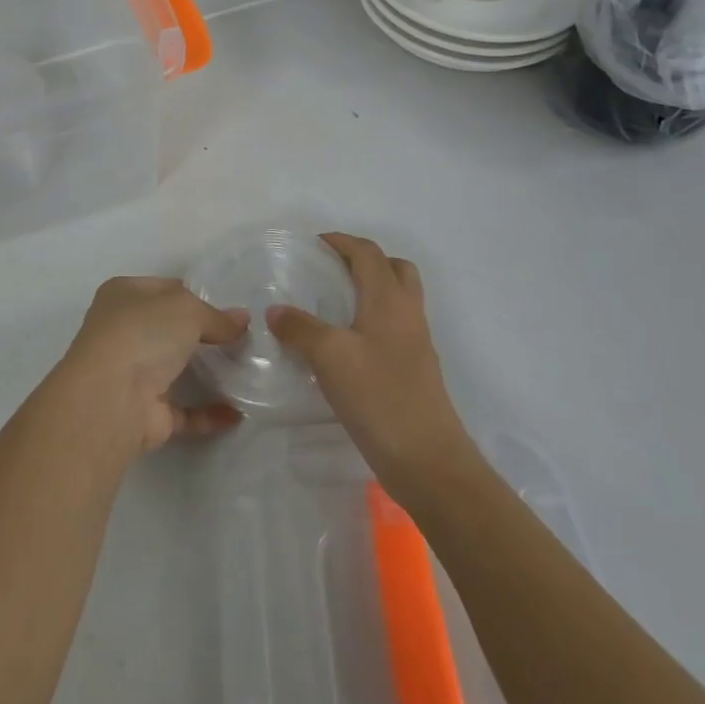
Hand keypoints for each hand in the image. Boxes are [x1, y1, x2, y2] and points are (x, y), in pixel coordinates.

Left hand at [59, 277, 249, 453]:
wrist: (111, 399)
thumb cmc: (142, 333)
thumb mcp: (187, 309)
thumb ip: (216, 316)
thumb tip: (242, 320)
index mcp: (123, 295)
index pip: (164, 289)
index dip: (195, 295)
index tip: (228, 307)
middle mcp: (123, 332)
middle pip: (170, 330)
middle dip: (203, 335)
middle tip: (243, 340)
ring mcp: (132, 375)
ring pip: (175, 370)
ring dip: (207, 374)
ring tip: (246, 372)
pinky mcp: (145, 414)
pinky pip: (184, 411)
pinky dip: (208, 413)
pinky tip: (237, 412)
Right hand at [267, 234, 475, 492]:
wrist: (429, 461)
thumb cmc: (379, 397)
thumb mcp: (329, 356)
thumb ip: (300, 328)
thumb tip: (275, 311)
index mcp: (389, 299)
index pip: (367, 253)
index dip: (341, 241)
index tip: (313, 244)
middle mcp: (408, 314)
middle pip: (394, 269)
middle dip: (363, 261)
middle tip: (331, 270)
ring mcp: (416, 344)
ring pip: (397, 299)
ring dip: (370, 291)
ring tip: (333, 305)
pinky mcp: (415, 371)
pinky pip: (394, 328)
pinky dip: (372, 321)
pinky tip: (346, 345)